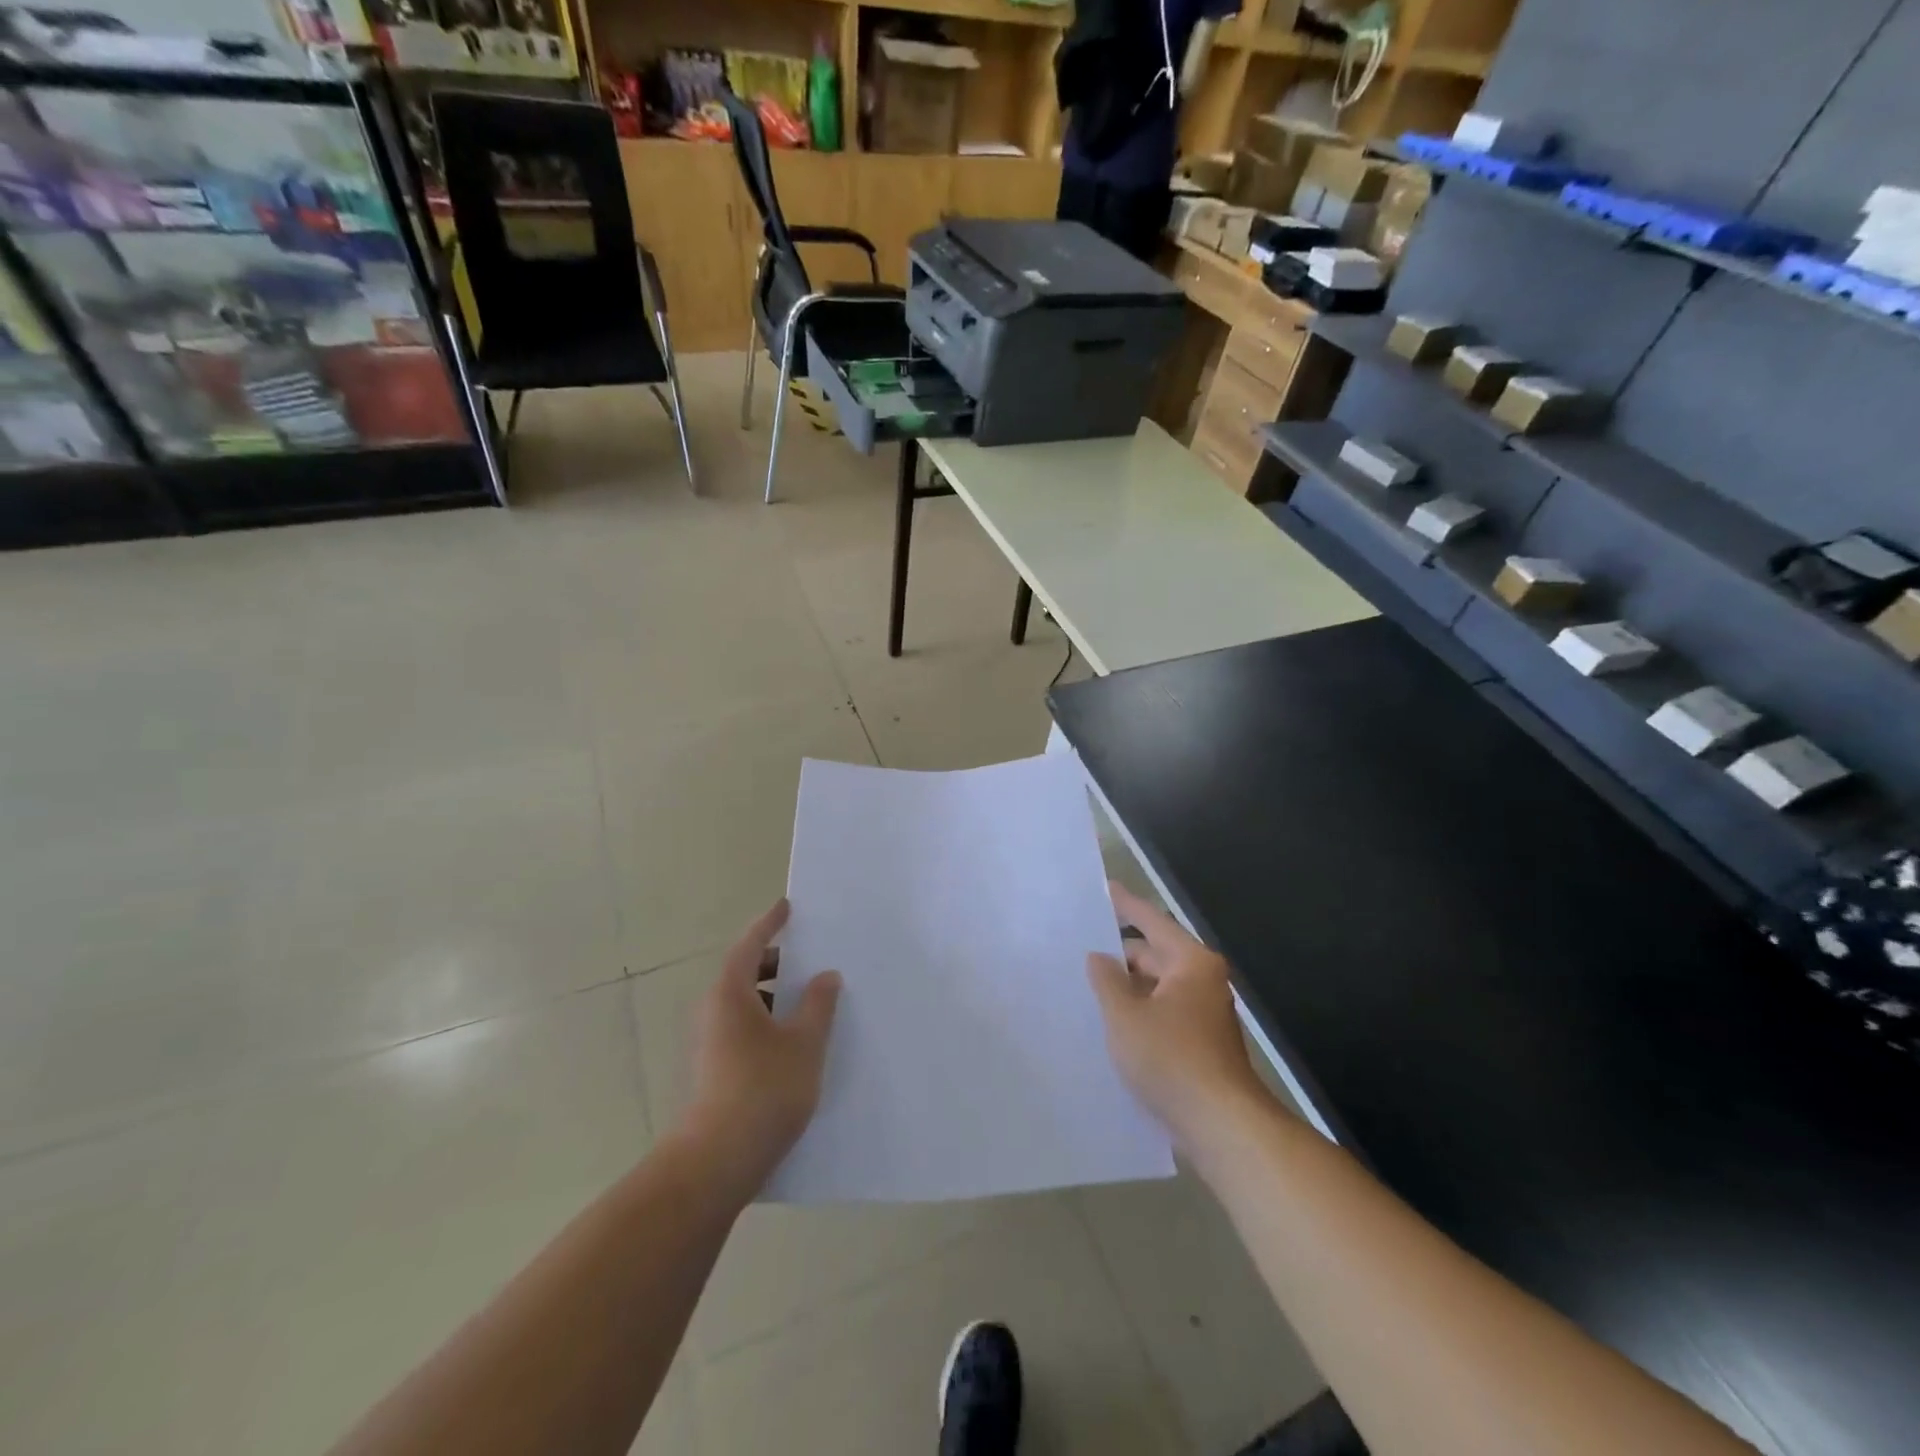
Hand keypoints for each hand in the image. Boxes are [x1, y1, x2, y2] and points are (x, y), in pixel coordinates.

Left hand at [684, 899, 841, 1199]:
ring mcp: (709, 1044)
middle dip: (775, 962)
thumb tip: (825, 976)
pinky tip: (794, 1042)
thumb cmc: (764, 1089)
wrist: (716, 1162)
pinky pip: (742, 1029)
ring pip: (743, 1004)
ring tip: (808, 1002)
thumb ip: (818, 1005)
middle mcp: (713, 1012)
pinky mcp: (713, 1071)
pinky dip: (767, 1022)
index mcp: (730, 994)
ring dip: (773, 996)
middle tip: (807, 958)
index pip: (749, 945)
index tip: (787, 907)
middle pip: (743, 973)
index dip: (769, 924)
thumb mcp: (804, 1043)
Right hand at [1087, 882, 1268, 1147]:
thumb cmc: (1171, 1059)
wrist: (1221, 1126)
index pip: (1152, 922)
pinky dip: (1139, 1011)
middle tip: (1080, 947)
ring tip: (1087, 984)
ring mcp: (1203, 1014)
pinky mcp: (1200, 1044)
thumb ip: (1107, 981)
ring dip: (1127, 987)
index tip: (1104, 888)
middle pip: (1155, 954)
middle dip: (1120, 953)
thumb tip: (1099, 957)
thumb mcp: (1126, 1016)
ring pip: (1157, 987)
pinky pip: (1162, 1013)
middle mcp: (1202, 981)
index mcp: (1190, 963)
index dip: (1126, 905)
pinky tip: (1110, 1022)